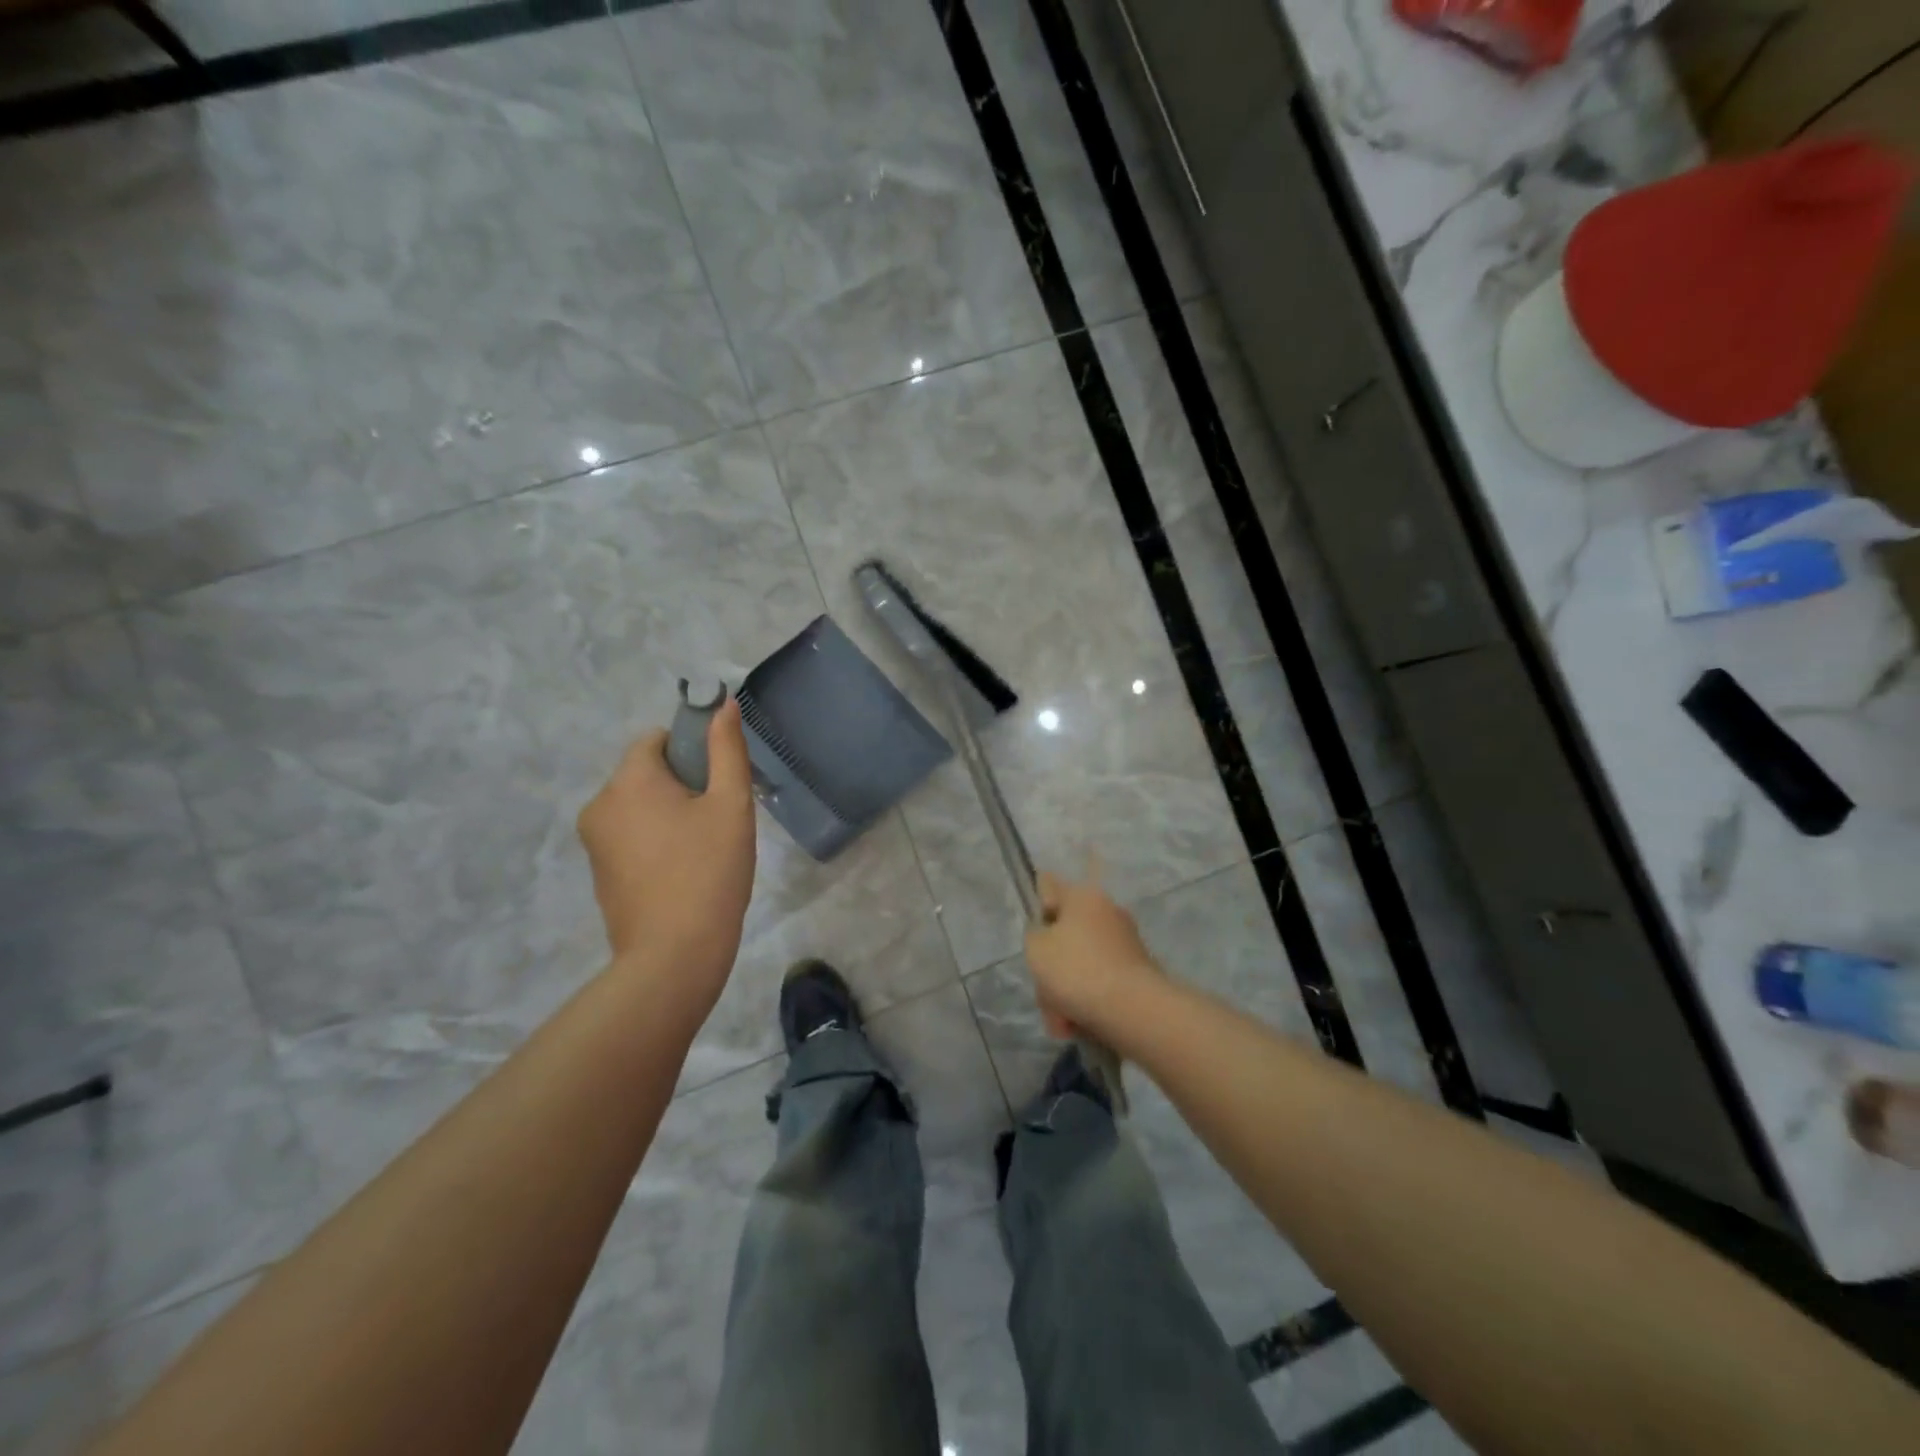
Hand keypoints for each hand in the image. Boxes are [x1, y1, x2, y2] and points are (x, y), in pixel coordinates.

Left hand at [577, 699, 756, 1001]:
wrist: (674, 955)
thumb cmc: (709, 871)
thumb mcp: (730, 804)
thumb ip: (727, 749)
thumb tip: (723, 704)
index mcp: (628, 781)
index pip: (656, 739)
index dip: (691, 750)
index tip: (717, 781)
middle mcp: (600, 804)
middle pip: (645, 773)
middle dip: (681, 784)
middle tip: (717, 819)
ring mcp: (594, 842)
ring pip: (638, 806)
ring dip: (668, 813)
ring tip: (704, 848)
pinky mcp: (598, 873)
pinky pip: (629, 836)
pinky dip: (654, 841)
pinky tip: (683, 871)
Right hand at [1024, 868, 1163, 1041]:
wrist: (1133, 1010)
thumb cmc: (1076, 969)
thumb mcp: (1036, 948)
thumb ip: (1034, 935)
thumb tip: (1049, 936)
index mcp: (1083, 897)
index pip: (1050, 886)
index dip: (1037, 909)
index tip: (1034, 938)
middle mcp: (1107, 912)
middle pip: (1065, 934)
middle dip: (1051, 966)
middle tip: (1044, 990)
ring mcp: (1125, 943)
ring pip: (1081, 964)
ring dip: (1066, 991)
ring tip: (1062, 1020)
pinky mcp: (1136, 973)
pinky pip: (1100, 983)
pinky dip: (1088, 1002)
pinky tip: (1079, 1025)